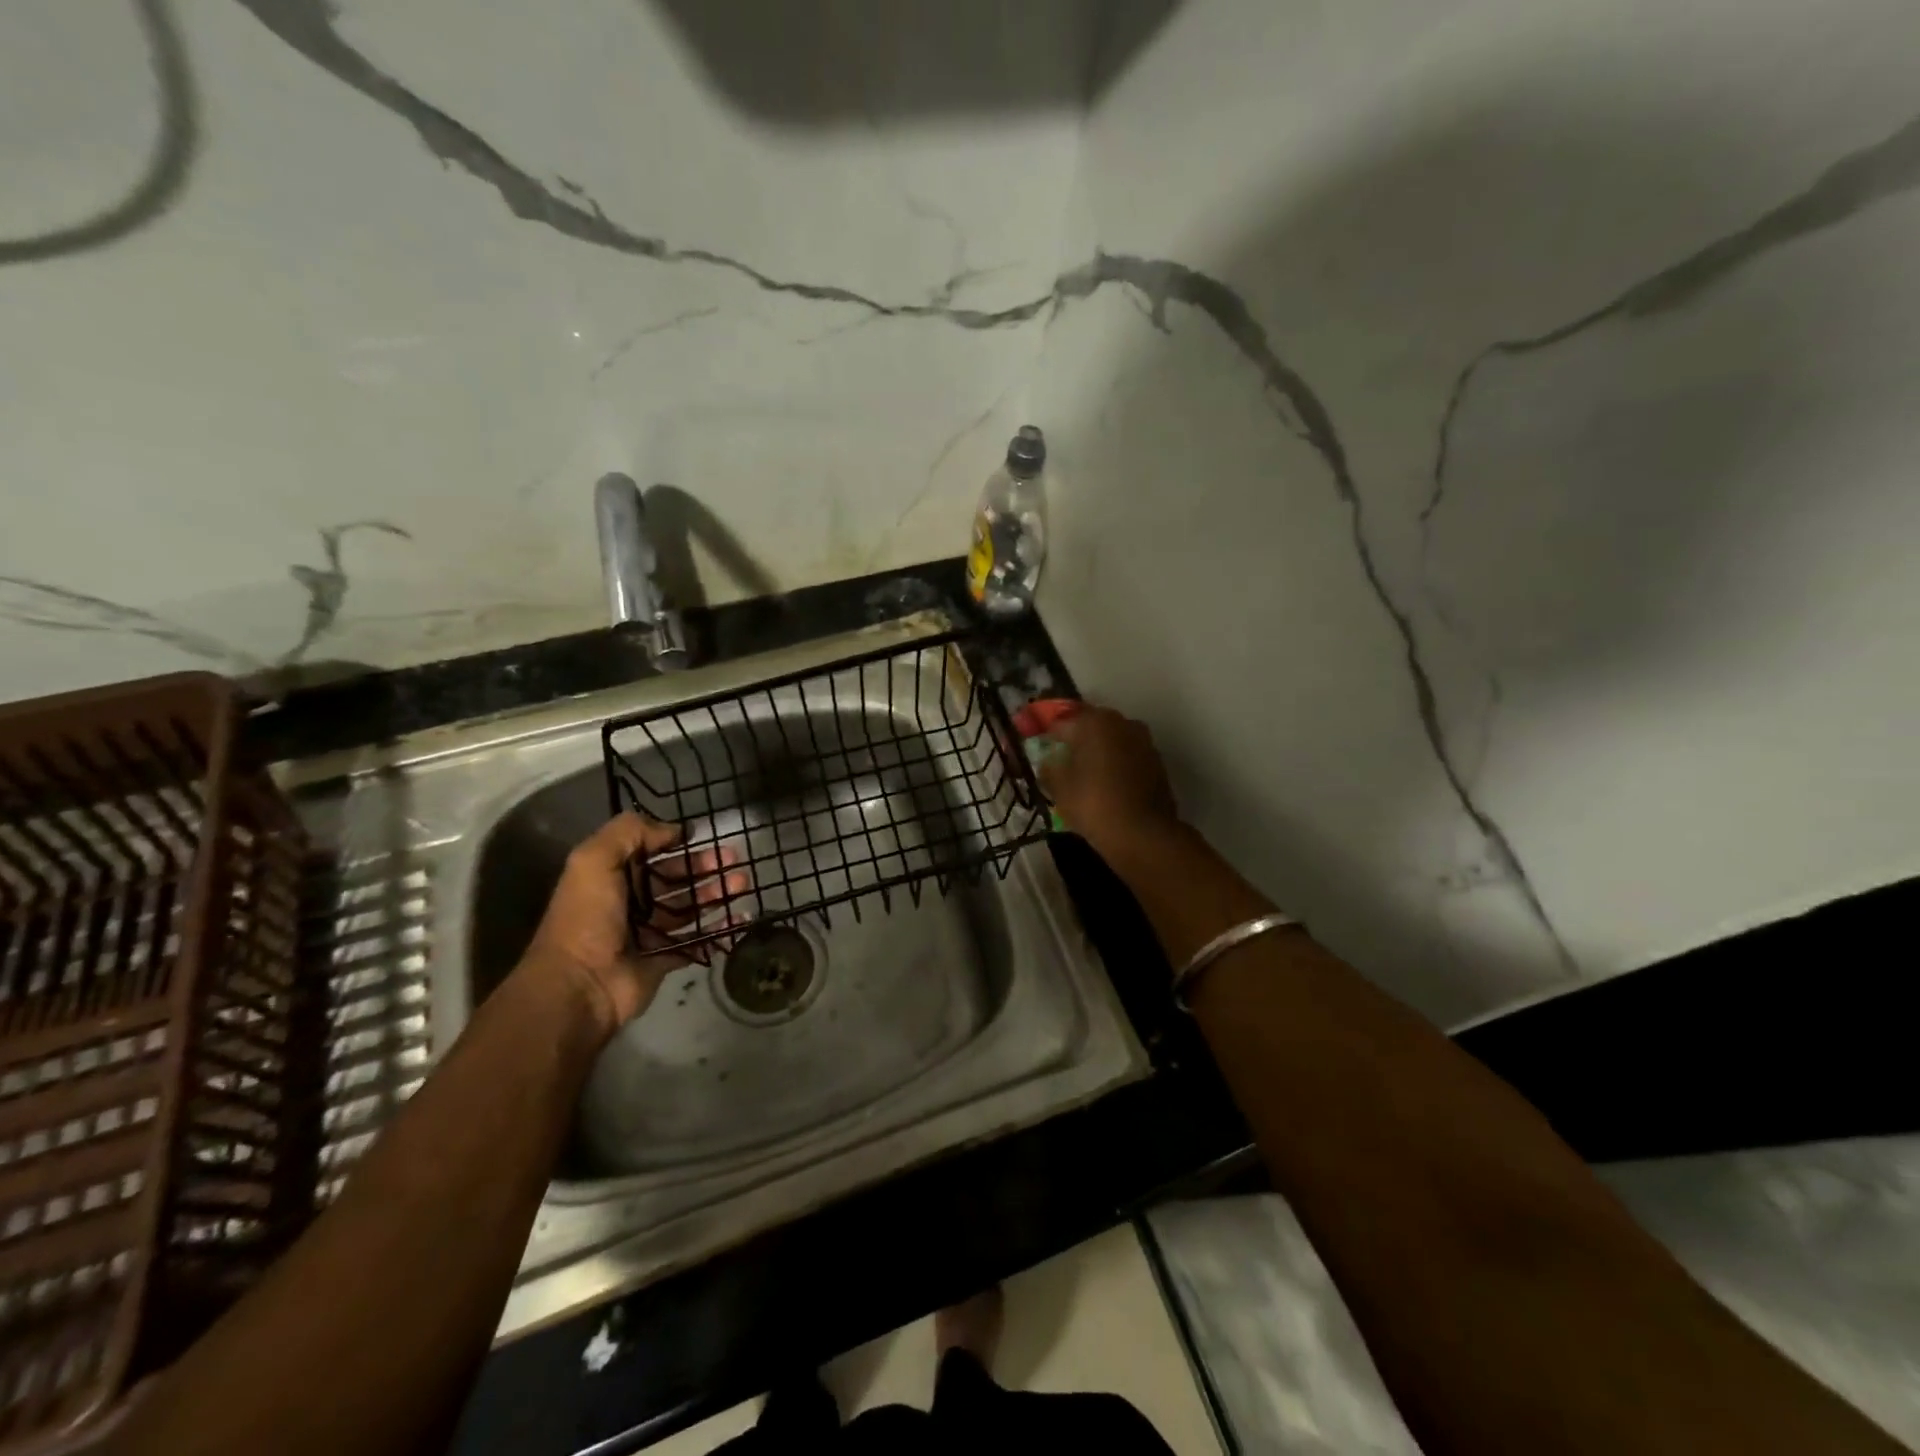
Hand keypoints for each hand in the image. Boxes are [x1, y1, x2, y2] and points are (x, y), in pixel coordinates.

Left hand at [525, 812, 745, 1038]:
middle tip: (735, 862)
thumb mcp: (595, 859)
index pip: (650, 853)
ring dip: (717, 895)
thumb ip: (631, 832)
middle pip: (676, 879)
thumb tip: (674, 830)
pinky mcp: (662, 961)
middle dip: (706, 868)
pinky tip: (740, 919)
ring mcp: (648, 933)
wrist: (579, 985)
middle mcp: (630, 903)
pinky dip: (719, 931)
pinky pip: (697, 942)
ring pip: (689, 909)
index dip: (676, 843)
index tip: (704, 836)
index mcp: (613, 877)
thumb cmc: (587, 917)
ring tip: (743, 885)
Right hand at [1036, 704, 1180, 851]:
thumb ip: (1049, 767)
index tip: (1040, 751)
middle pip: (1090, 727)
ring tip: (1085, 777)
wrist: (1143, 834)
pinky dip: (1116, 766)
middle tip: (1062, 763)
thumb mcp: (1059, 787)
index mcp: (1095, 721)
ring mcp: (1144, 741)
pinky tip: (1107, 786)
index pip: (1061, 722)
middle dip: (1076, 742)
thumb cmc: (1093, 803)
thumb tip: (1049, 761)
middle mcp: (1122, 722)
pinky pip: (1128, 757)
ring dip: (1098, 753)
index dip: (1047, 736)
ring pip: (1112, 741)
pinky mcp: (1158, 763)